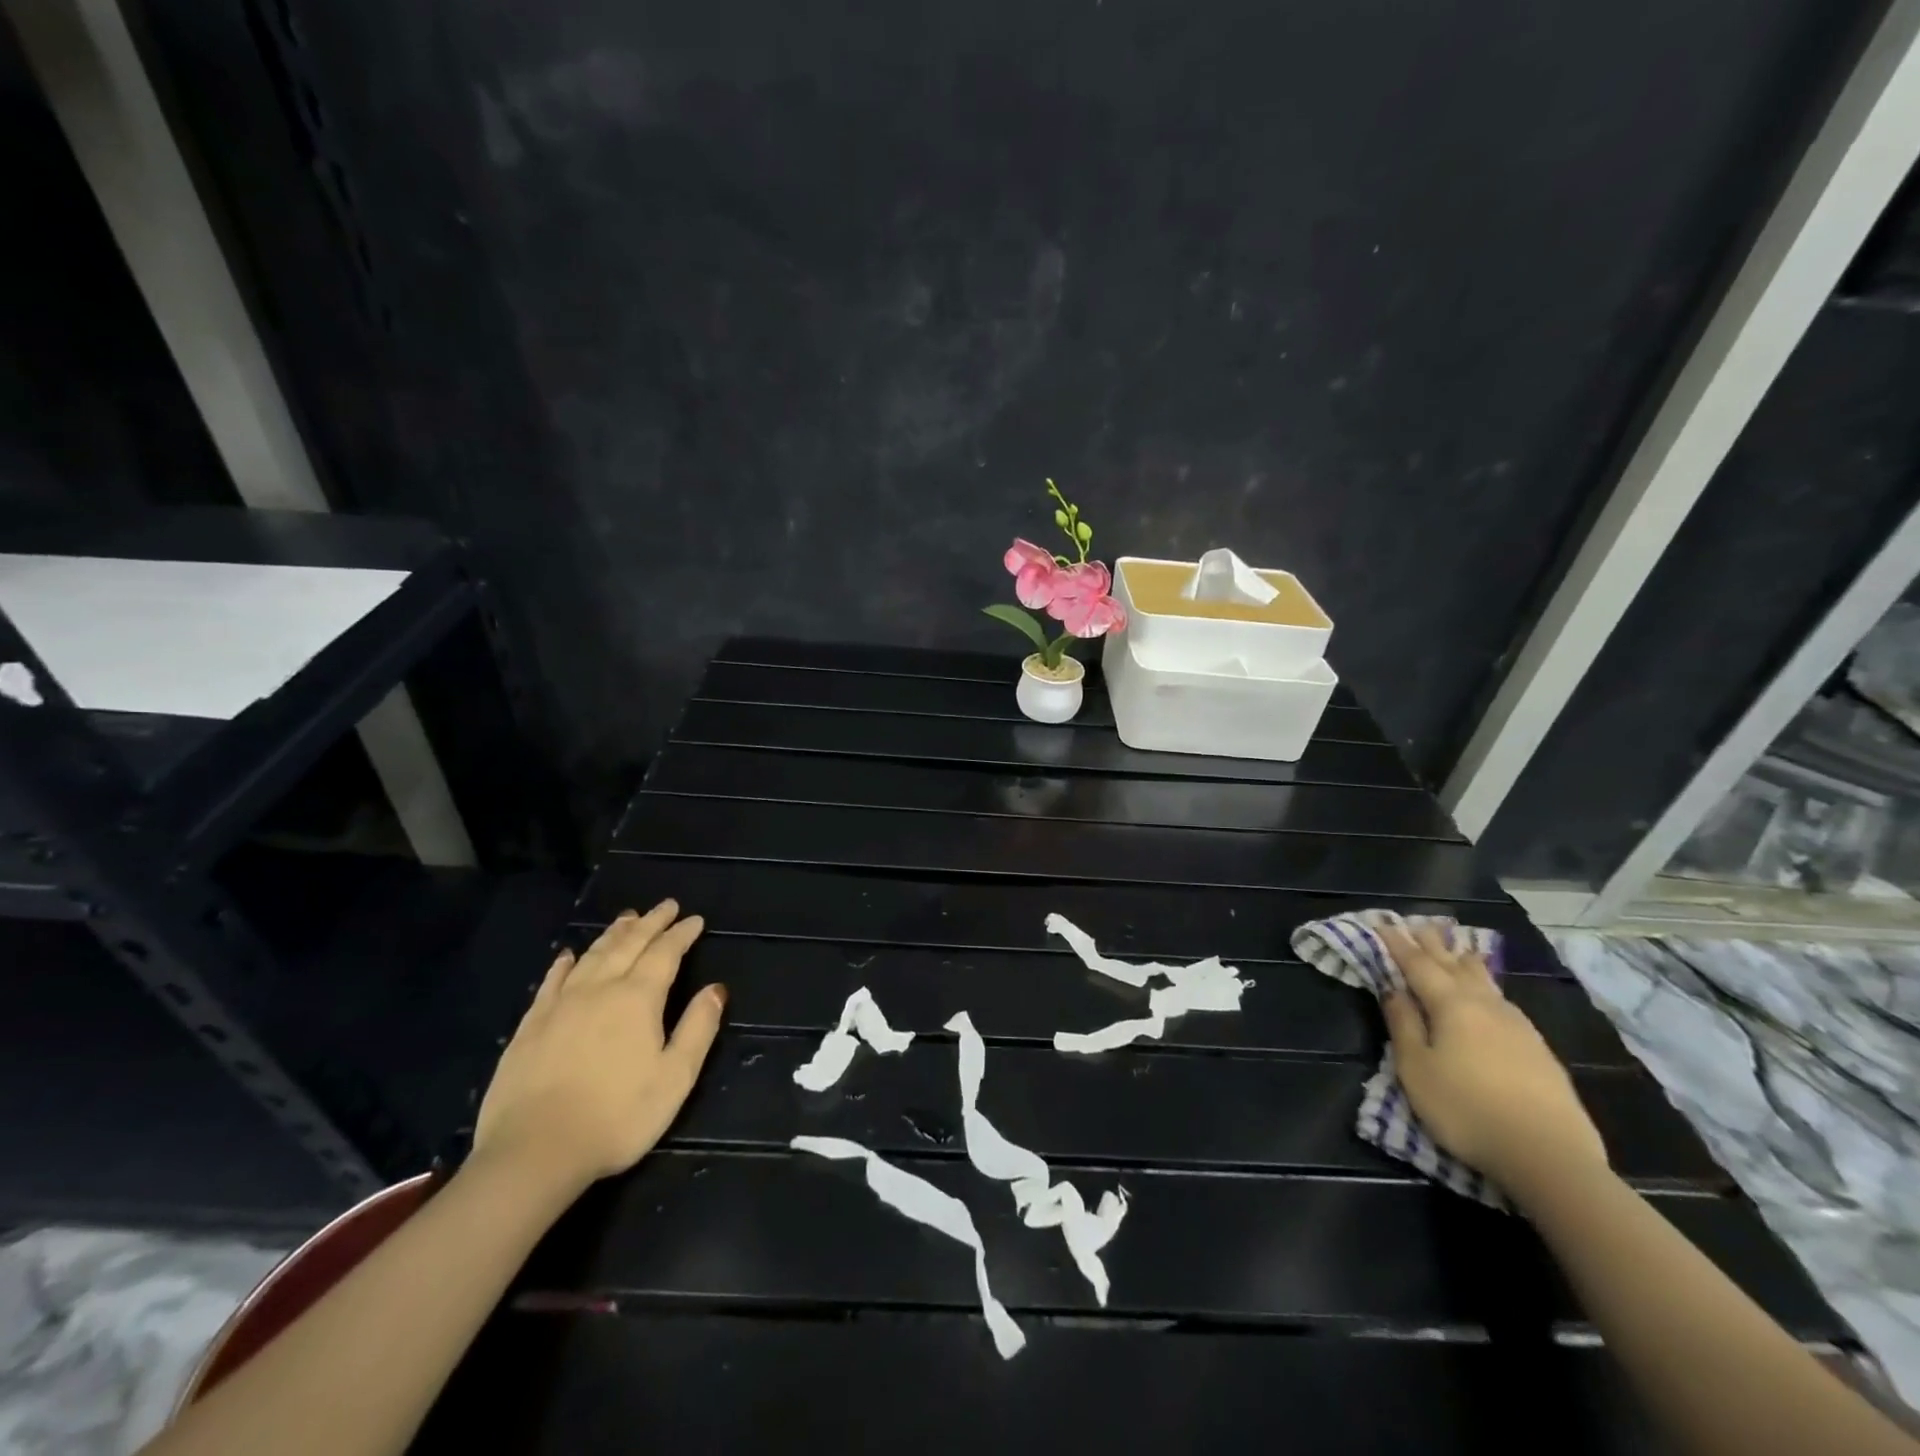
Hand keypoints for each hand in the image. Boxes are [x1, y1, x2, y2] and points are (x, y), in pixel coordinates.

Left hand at [473, 901, 725, 1194]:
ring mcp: (560, 1004)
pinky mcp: (530, 1025)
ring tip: (628, 917)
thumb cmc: (617, 1117)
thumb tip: (716, 989)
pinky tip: (570, 955)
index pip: (665, 953)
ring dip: (614, 933)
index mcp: (638, 998)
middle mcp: (600, 989)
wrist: (533, 1152)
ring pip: (593, 955)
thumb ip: (698, 1028)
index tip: (695, 920)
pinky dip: (566, 963)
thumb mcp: (675, 1077)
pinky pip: (552, 981)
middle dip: (651, 922)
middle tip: (666, 905)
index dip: (681, 934)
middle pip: (629, 944)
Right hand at [1381, 924, 1607, 1195]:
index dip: (1399, 944)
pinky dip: (1487, 986)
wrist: (1549, 1157)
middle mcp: (1486, 1005)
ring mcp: (1518, 1027)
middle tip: (1421, 924)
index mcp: (1451, 1005)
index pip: (1418, 965)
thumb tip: (1392, 988)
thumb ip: (1403, 1024)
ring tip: (1457, 948)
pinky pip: (1503, 1002)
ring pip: (1486, 981)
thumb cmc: (1466, 1109)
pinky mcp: (1539, 1050)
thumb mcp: (1416, 1068)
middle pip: (1455, 966)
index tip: (1385, 925)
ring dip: (1465, 961)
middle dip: (1434, 945)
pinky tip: (1490, 995)